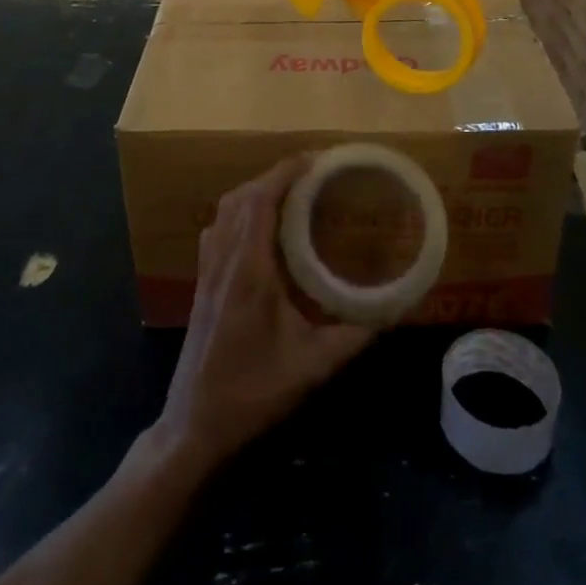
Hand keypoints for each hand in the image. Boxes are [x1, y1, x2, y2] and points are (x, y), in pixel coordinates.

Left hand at [147, 158, 372, 474]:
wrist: (194, 424)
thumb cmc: (252, 392)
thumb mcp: (311, 367)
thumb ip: (353, 337)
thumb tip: (391, 312)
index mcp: (248, 269)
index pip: (261, 200)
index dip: (286, 172)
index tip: (317, 160)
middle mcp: (223, 259)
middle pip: (242, 197)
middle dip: (276, 176)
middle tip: (312, 176)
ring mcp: (207, 270)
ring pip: (226, 210)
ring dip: (256, 191)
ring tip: (290, 194)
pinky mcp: (201, 283)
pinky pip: (218, 228)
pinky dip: (240, 212)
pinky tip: (260, 229)